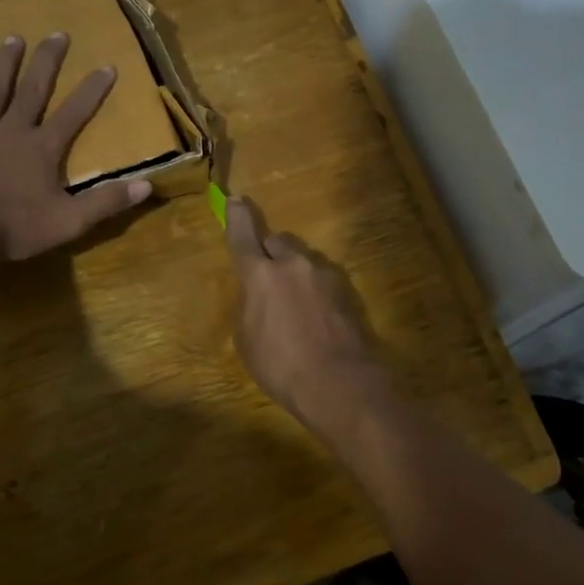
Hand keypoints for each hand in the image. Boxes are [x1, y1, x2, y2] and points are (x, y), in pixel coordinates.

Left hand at [0, 34, 151, 267]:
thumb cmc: (14, 229)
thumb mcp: (69, 222)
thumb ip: (106, 202)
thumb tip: (148, 185)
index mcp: (43, 148)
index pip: (74, 113)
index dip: (92, 90)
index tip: (106, 64)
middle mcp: (13, 131)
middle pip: (33, 89)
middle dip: (48, 61)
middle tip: (58, 34)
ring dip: (3, 64)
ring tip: (12, 37)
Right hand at [224, 196, 390, 432]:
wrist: (340, 384)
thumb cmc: (282, 367)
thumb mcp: (248, 340)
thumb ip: (250, 305)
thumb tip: (257, 293)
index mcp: (262, 275)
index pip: (244, 236)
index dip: (238, 217)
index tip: (236, 200)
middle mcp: (294, 265)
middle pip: (279, 242)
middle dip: (270, 252)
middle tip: (267, 275)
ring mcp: (326, 275)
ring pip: (304, 260)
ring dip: (295, 272)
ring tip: (295, 306)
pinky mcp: (348, 290)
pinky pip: (323, 279)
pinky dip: (315, 289)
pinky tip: (317, 317)